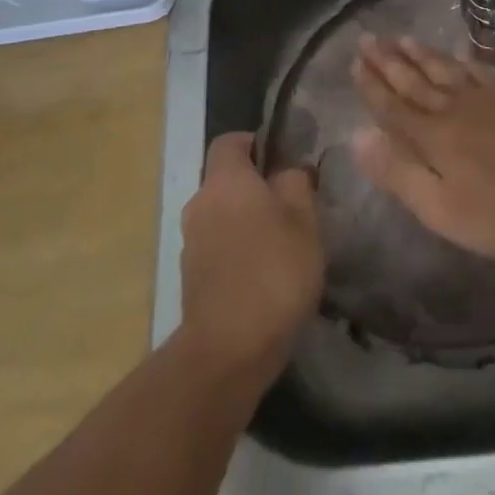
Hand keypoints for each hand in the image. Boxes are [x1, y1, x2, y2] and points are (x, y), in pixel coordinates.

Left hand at [179, 133, 323, 377]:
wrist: (227, 352)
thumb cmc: (272, 271)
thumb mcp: (304, 218)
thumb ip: (296, 182)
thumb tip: (289, 170)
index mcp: (224, 180)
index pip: (231, 141)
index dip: (257, 143)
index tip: (285, 161)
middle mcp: (200, 203)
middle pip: (227, 180)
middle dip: (257, 188)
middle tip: (294, 205)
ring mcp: (191, 243)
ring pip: (223, 215)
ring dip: (248, 222)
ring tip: (284, 245)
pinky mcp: (191, 279)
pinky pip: (218, 248)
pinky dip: (238, 253)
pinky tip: (266, 276)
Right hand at [351, 36, 494, 256]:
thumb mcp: (442, 208)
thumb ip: (399, 172)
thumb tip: (357, 136)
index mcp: (431, 137)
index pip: (392, 105)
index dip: (371, 85)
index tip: (354, 61)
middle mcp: (453, 107)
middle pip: (414, 80)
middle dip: (388, 60)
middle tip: (367, 37)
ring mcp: (486, 99)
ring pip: (443, 69)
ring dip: (420, 54)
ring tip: (402, 38)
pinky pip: (476, 70)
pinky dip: (460, 60)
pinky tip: (456, 54)